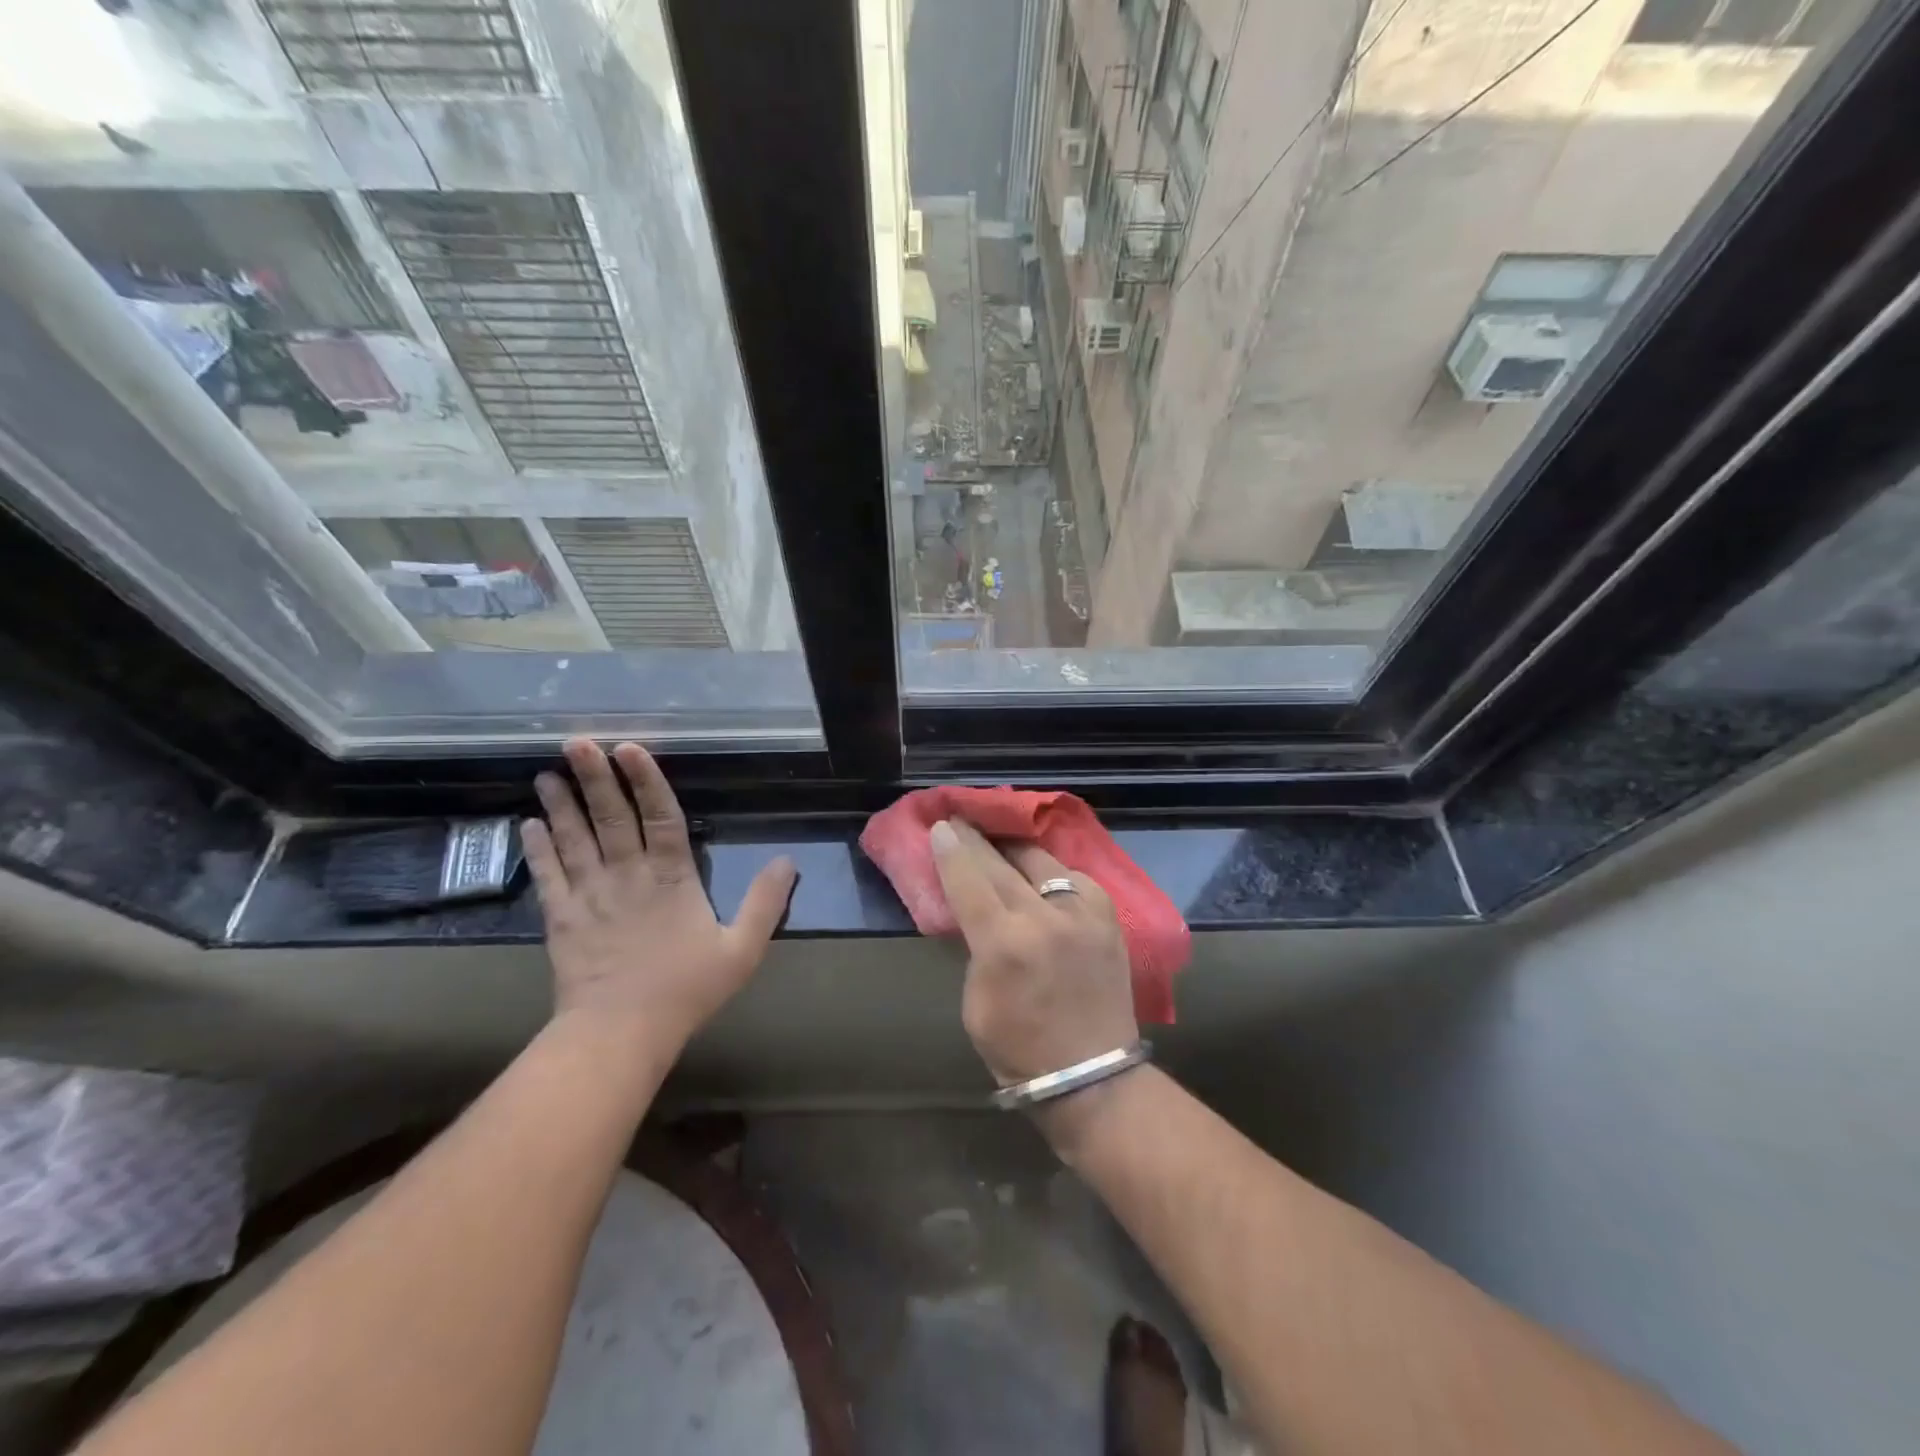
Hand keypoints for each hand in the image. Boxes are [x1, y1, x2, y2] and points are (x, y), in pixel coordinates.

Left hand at [524, 738, 795, 1058]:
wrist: (620, 1032)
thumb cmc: (685, 989)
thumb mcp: (742, 949)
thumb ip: (765, 903)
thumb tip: (787, 861)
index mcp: (672, 878)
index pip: (660, 817)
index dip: (646, 780)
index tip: (628, 747)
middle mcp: (627, 875)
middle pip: (610, 817)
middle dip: (595, 777)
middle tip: (576, 741)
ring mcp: (589, 895)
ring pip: (574, 839)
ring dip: (561, 804)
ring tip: (547, 772)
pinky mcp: (561, 918)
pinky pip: (547, 875)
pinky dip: (538, 849)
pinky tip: (528, 824)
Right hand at [930, 818, 1138, 1086]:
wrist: (1094, 1076)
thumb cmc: (1020, 1050)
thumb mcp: (975, 1002)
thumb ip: (975, 948)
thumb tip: (976, 912)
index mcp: (1004, 944)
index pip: (969, 881)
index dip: (951, 852)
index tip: (940, 826)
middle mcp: (1044, 917)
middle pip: (1001, 864)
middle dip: (977, 840)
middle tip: (961, 820)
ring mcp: (1082, 913)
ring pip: (1042, 861)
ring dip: (1015, 848)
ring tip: (998, 837)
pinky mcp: (1108, 916)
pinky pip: (1073, 878)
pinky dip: (1051, 872)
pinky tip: (1041, 872)